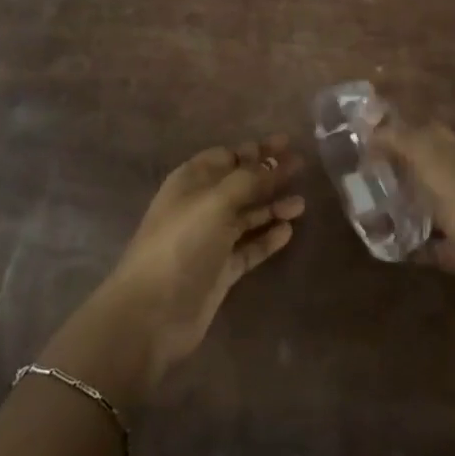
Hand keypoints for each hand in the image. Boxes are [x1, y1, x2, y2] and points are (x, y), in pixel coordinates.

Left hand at [44, 137, 305, 402]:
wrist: (152, 312)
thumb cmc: (182, 244)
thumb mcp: (216, 201)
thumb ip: (248, 179)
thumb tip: (274, 161)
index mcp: (191, 181)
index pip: (227, 156)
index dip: (256, 149)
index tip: (287, 143)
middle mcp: (200, 206)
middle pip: (240, 183)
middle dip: (269, 174)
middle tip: (302, 166)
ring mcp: (210, 240)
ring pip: (247, 216)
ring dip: (272, 206)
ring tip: (301, 203)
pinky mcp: (220, 270)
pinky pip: (249, 247)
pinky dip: (267, 238)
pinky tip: (288, 231)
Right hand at [376, 120, 454, 341]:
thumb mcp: (446, 177)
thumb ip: (411, 147)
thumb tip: (373, 125)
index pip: (425, 131)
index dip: (394, 129)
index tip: (356, 134)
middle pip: (423, 167)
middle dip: (390, 167)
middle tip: (349, 173)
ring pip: (425, 204)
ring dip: (397, 204)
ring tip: (358, 208)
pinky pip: (431, 243)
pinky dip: (410, 243)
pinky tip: (384, 246)